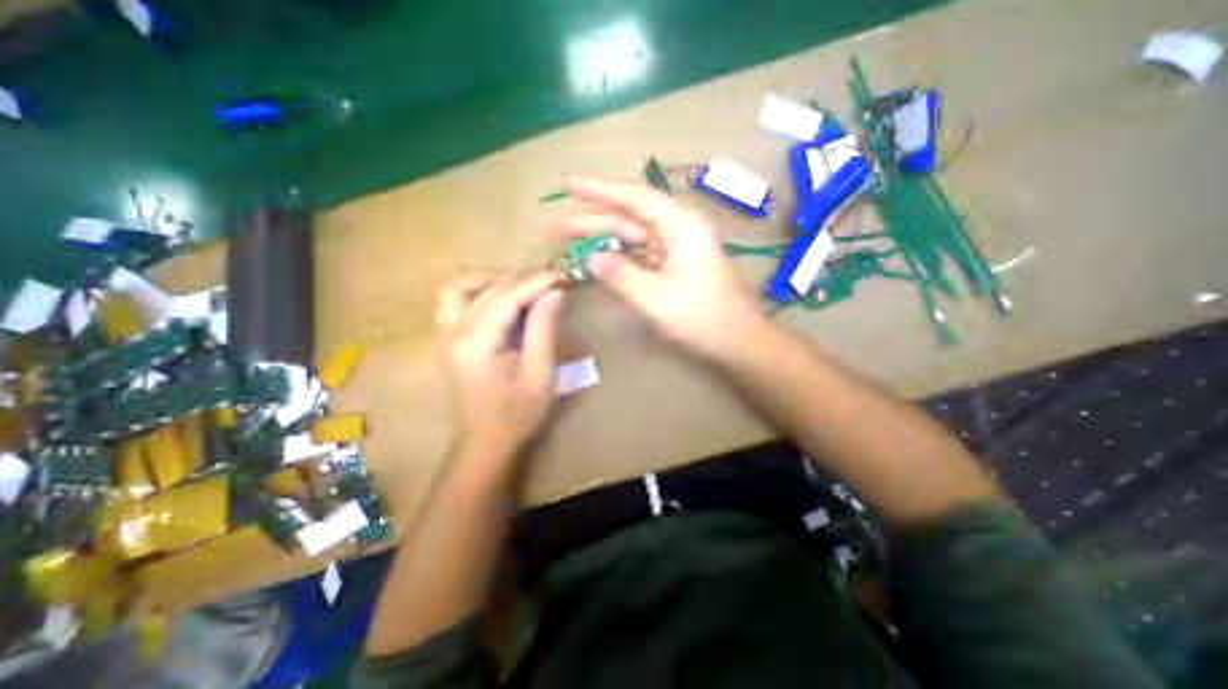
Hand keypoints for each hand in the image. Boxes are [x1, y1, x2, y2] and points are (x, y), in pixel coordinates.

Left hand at [435, 271, 565, 459]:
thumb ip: (544, 329)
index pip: (505, 297)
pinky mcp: (447, 338)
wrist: (486, 441)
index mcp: (476, 345)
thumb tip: (554, 292)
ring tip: (523, 288)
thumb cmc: (518, 414)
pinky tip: (500, 299)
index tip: (562, 276)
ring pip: (460, 287)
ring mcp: (445, 334)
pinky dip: (477, 290)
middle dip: (522, 280)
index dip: (536, 282)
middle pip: (486, 289)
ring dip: (493, 280)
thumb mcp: (540, 374)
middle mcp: (452, 333)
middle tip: (552, 285)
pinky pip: (454, 300)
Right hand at [549, 175, 764, 360]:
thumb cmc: (701, 317)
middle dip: (591, 219)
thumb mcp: (655, 297)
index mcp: (680, 225)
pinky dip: (616, 257)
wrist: (735, 341)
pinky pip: (638, 255)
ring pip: (631, 237)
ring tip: (567, 240)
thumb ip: (620, 274)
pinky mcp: (671, 266)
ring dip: (601, 239)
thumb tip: (591, 258)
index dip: (598, 190)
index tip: (567, 184)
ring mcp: (674, 248)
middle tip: (556, 224)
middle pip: (628, 217)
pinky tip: (595, 260)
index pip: (633, 197)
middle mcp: (677, 229)